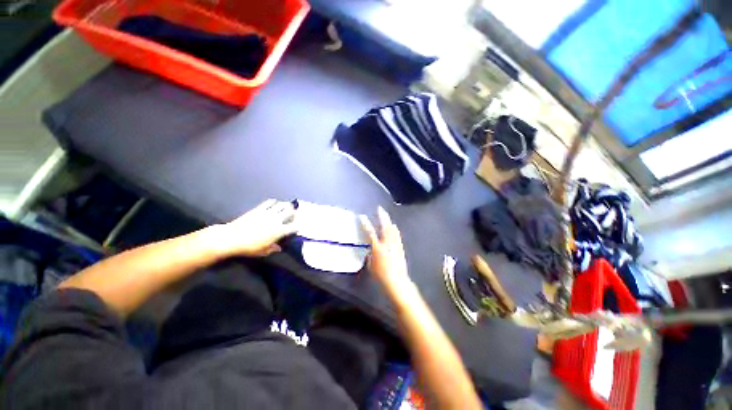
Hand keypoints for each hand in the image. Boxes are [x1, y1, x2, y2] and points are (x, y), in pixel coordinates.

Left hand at [213, 199, 297, 256]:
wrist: (232, 238)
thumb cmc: (249, 247)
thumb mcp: (263, 251)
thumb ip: (273, 249)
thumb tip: (279, 248)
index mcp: (279, 231)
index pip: (295, 226)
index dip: (298, 227)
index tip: (296, 228)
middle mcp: (277, 220)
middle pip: (291, 212)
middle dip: (294, 213)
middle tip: (293, 215)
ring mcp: (268, 213)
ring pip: (283, 204)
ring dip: (286, 206)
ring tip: (286, 207)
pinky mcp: (260, 208)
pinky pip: (270, 202)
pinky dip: (275, 202)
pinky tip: (274, 204)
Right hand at [360, 207, 412, 293]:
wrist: (397, 282)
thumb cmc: (381, 276)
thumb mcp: (371, 266)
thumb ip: (370, 256)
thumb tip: (371, 250)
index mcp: (378, 248)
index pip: (370, 233)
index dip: (366, 224)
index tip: (362, 217)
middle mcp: (387, 243)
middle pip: (385, 226)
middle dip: (382, 216)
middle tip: (380, 208)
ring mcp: (395, 244)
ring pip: (392, 229)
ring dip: (389, 221)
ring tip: (386, 215)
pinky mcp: (400, 247)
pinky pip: (397, 235)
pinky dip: (394, 229)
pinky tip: (394, 226)